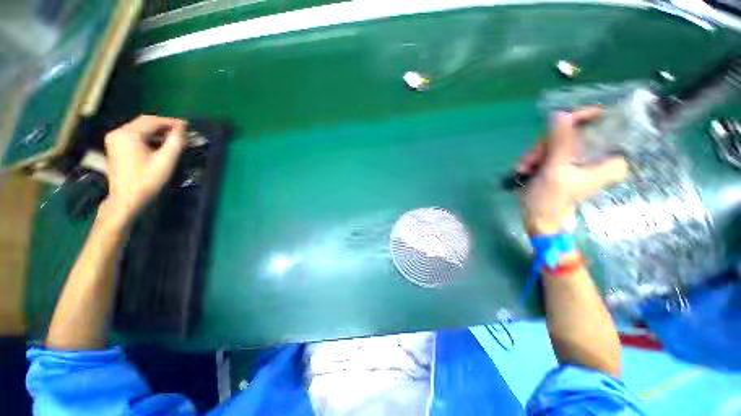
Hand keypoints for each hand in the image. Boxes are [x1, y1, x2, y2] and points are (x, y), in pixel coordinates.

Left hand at [102, 115, 186, 223]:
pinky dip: (148, 135)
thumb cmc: (147, 180)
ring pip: (139, 127)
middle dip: (164, 125)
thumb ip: (176, 142)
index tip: (187, 126)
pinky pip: (134, 134)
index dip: (172, 122)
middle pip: (144, 121)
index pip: (153, 121)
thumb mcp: (166, 161)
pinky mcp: (115, 145)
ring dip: (156, 130)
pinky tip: (158, 143)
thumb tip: (183, 127)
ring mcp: (114, 139)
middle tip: (181, 131)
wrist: (126, 199)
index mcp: (129, 134)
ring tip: (173, 137)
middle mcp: (118, 132)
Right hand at [518, 107, 628, 235]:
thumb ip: (560, 142)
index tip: (559, 121)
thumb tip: (560, 114)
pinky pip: (549, 151)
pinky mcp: (564, 165)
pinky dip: (534, 159)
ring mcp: (578, 161)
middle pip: (573, 133)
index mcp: (609, 160)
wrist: (539, 220)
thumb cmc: (551, 200)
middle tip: (532, 159)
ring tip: (525, 168)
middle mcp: (596, 157)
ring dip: (536, 153)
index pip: (604, 124)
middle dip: (546, 144)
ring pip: (556, 142)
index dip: (580, 119)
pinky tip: (525, 169)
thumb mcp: (556, 170)